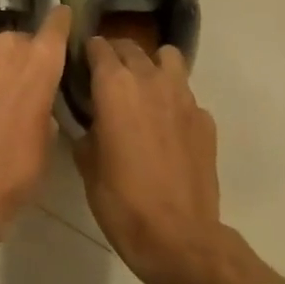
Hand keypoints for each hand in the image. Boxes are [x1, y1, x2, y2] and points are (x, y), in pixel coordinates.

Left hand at [0, 7, 71, 273]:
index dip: (60, 21)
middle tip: (20, 83)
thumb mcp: (47, 140)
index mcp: (40, 63)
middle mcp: (5, 48)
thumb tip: (35, 98)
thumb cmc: (16, 170)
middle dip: (22, 55)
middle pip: (18, 38)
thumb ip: (44, 105)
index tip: (61, 19)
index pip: (55, 25)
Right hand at [76, 37, 284, 283]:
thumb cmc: (121, 200)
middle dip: (116, 54)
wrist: (178, 236)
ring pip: (168, 59)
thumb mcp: (87, 164)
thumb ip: (86, 130)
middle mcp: (150, 81)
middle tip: (104, 74)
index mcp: (115, 87)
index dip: (87, 51)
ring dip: (151, 65)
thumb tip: (90, 121)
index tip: (79, 62)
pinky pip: (185, 94)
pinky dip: (173, 99)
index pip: (99, 47)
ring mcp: (184, 98)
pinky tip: (165, 126)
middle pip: (132, 47)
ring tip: (141, 89)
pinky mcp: (205, 120)